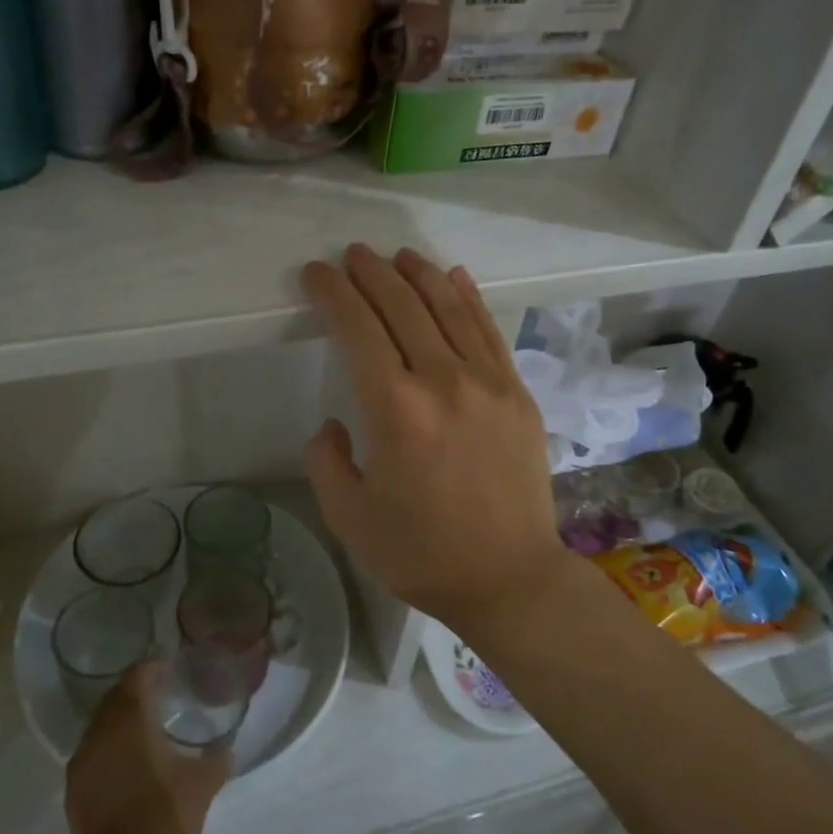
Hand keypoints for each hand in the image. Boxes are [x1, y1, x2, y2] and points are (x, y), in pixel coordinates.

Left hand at [65, 663, 230, 833]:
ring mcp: (83, 761)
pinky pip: (94, 750)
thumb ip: (217, 759)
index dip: (153, 666)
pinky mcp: (74, 788)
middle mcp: (101, 732)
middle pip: (116, 696)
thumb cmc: (163, 820)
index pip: (137, 676)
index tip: (171, 667)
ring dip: (121, 717)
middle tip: (162, 692)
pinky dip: (110, 744)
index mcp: (130, 721)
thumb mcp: (202, 786)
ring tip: (147, 725)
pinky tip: (129, 760)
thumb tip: (226, 747)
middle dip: (136, 689)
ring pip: (102, 723)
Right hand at [301, 244, 568, 637]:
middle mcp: (442, 382)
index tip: (315, 273)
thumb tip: (335, 425)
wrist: (509, 579)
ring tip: (397, 255)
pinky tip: (454, 276)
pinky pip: (489, 331)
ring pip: (449, 308)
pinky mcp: (516, 393)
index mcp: (395, 410)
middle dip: (371, 273)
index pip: (357, 329)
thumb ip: (327, 462)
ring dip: (419, 274)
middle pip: (402, 306)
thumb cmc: (421, 554)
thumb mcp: (350, 518)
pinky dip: (469, 298)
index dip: (332, 293)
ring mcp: (487, 383)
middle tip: (352, 254)